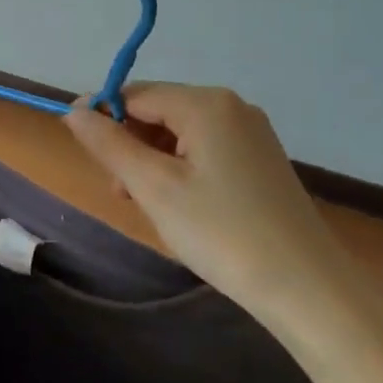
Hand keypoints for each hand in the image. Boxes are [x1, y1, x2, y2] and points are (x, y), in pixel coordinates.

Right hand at [65, 84, 354, 317]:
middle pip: (160, 111)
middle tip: (119, 191)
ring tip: (149, 206)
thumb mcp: (154, 187)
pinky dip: (181, 171)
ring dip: (153, 162)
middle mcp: (232, 107)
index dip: (102, 115)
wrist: (308, 289)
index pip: (137, 94)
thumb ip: (109, 144)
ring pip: (181, 134)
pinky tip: (181, 207)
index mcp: (206, 103)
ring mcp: (252, 134)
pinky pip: (205, 151)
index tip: (76, 144)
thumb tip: (75, 111)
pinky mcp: (261, 161)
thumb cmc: (222, 232)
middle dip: (130, 144)